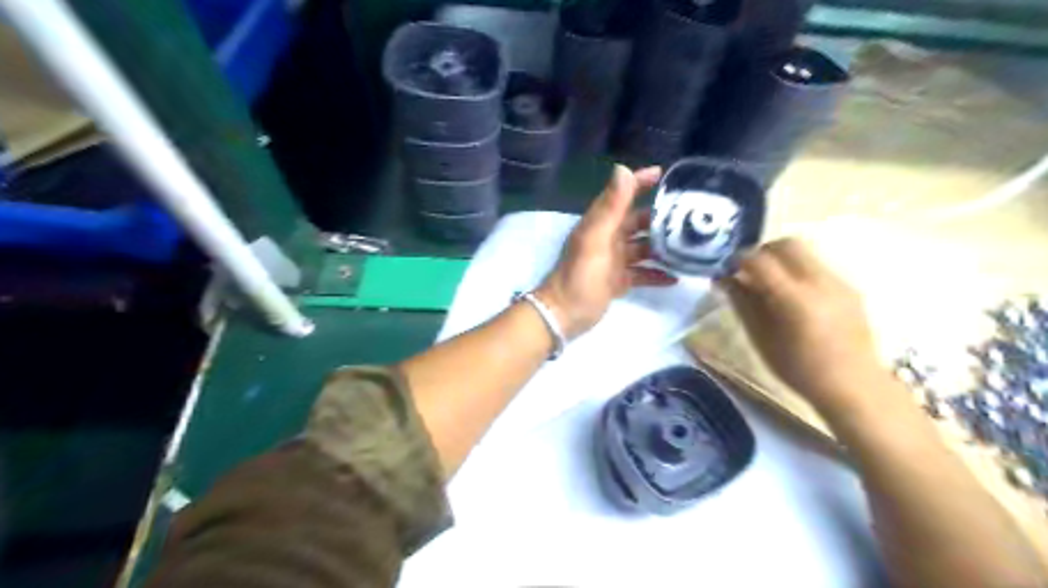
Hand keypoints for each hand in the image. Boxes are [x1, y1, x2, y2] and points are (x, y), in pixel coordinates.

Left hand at [539, 165, 680, 340]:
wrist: (565, 314)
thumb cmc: (580, 276)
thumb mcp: (596, 239)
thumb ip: (611, 207)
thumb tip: (622, 169)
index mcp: (600, 224)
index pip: (621, 195)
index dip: (639, 182)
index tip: (664, 175)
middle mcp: (608, 238)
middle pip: (637, 221)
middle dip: (660, 218)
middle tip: (690, 216)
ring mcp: (613, 260)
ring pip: (643, 248)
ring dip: (662, 247)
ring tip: (689, 247)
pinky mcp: (618, 281)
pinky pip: (642, 273)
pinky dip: (656, 274)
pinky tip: (675, 277)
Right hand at [721, 238, 881, 411]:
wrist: (853, 385)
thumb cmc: (798, 369)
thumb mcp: (761, 338)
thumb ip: (742, 303)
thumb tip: (724, 278)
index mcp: (794, 298)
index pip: (760, 260)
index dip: (739, 260)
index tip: (727, 270)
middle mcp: (819, 282)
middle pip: (787, 244)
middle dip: (762, 251)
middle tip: (748, 270)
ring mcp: (839, 282)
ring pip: (805, 252)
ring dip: (781, 259)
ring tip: (769, 283)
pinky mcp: (850, 287)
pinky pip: (818, 266)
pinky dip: (798, 270)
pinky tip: (793, 296)